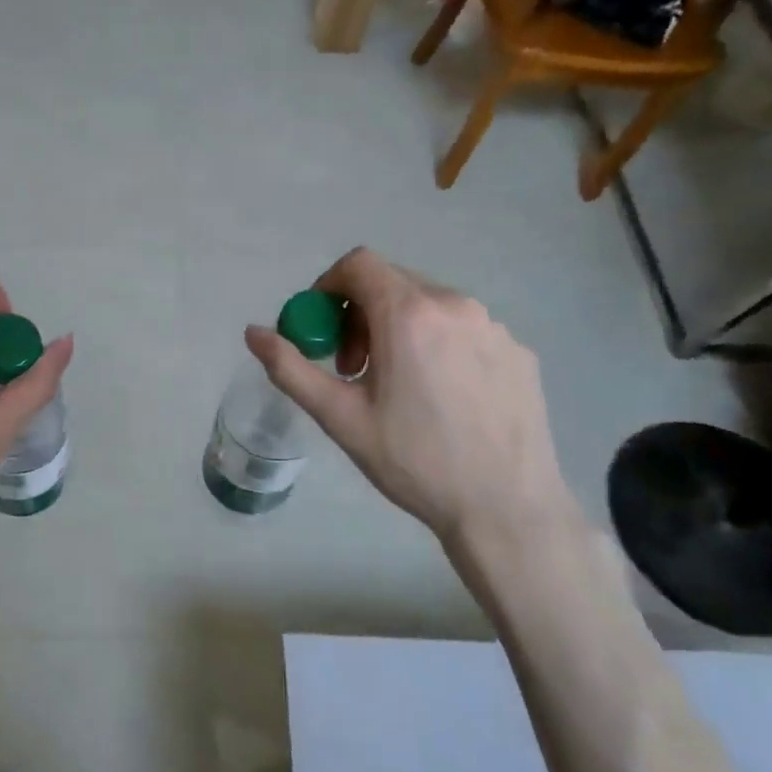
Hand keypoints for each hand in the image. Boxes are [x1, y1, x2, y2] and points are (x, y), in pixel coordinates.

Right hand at [245, 247, 572, 549]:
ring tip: (398, 384)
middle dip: (360, 313)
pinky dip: (438, 344)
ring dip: (399, 328)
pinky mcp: (519, 350)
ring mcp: (494, 326)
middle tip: (354, 367)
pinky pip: (464, 328)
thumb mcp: (340, 417)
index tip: (322, 329)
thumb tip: (253, 332)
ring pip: (429, 305)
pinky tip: (442, 397)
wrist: (506, 507)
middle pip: (392, 282)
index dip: (328, 286)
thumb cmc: (414, 461)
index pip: (358, 264)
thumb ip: (290, 368)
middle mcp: (456, 305)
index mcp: (409, 315)